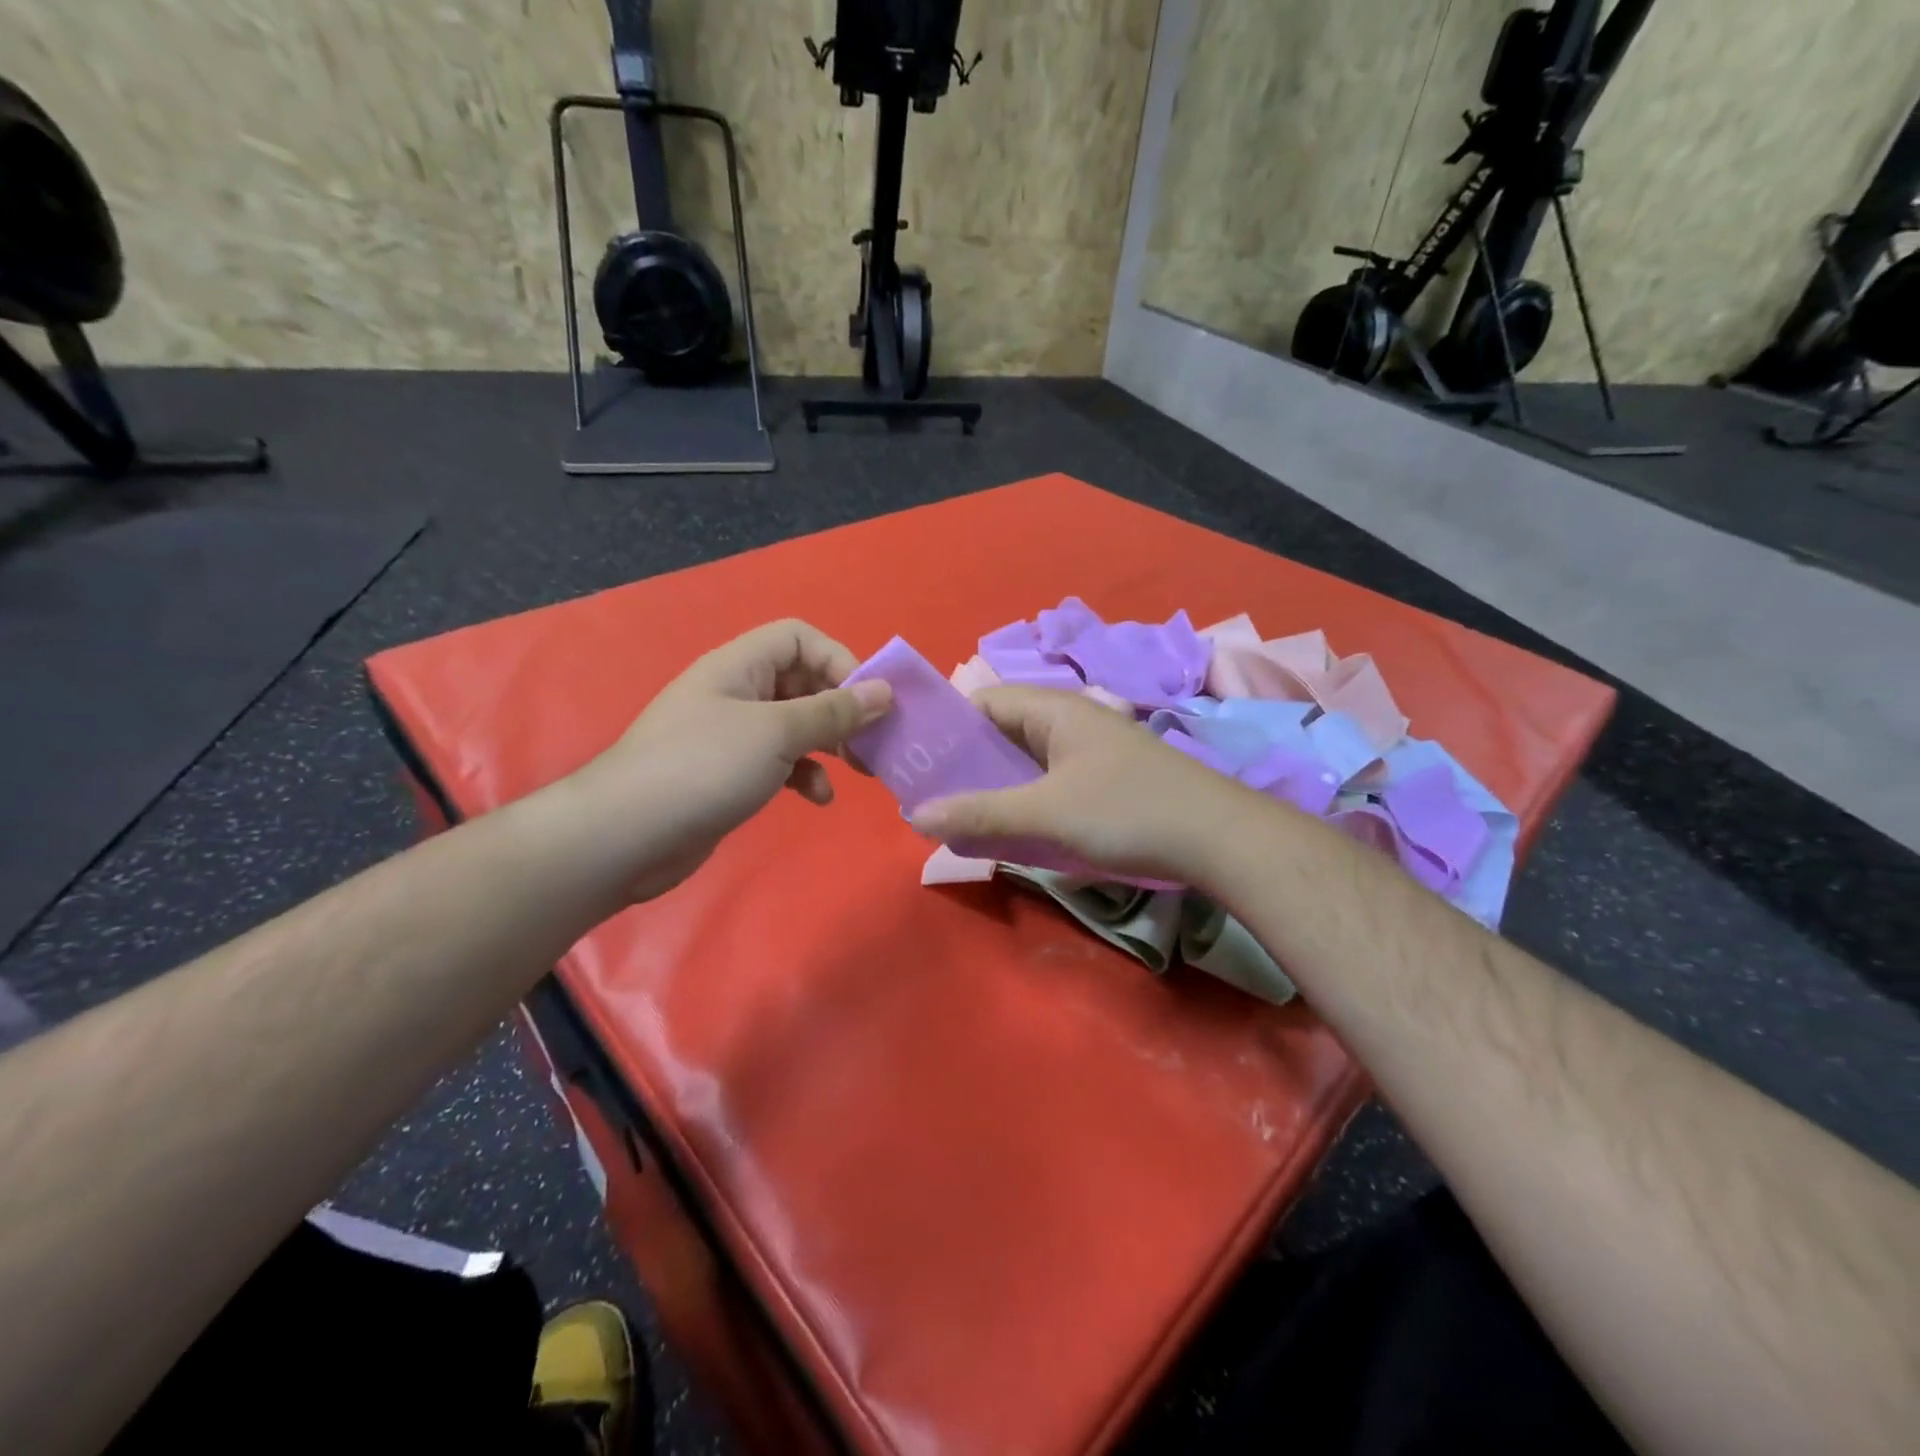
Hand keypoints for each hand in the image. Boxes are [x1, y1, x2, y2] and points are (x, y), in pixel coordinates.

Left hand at [570, 619, 890, 899]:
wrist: (626, 835)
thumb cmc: (704, 767)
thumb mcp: (777, 733)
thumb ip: (833, 712)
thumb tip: (884, 690)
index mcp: (741, 666)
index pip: (800, 638)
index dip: (839, 660)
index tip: (869, 700)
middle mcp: (737, 692)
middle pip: (803, 682)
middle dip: (841, 709)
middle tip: (873, 741)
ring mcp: (732, 734)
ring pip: (796, 725)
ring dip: (829, 744)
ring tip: (856, 770)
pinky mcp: (731, 772)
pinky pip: (781, 761)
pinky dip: (805, 775)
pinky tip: (819, 798)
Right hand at [909, 686, 1246, 883]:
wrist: (1219, 838)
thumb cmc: (1127, 811)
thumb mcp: (1046, 813)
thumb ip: (979, 812)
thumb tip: (913, 816)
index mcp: (1052, 709)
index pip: (981, 703)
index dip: (944, 730)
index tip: (914, 765)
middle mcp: (1068, 720)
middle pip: (1000, 733)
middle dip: (964, 765)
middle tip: (929, 800)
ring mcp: (1089, 750)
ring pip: (1024, 762)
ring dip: (993, 787)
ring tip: (958, 818)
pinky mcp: (1103, 779)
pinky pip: (1047, 782)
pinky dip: (1023, 800)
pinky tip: (1009, 828)